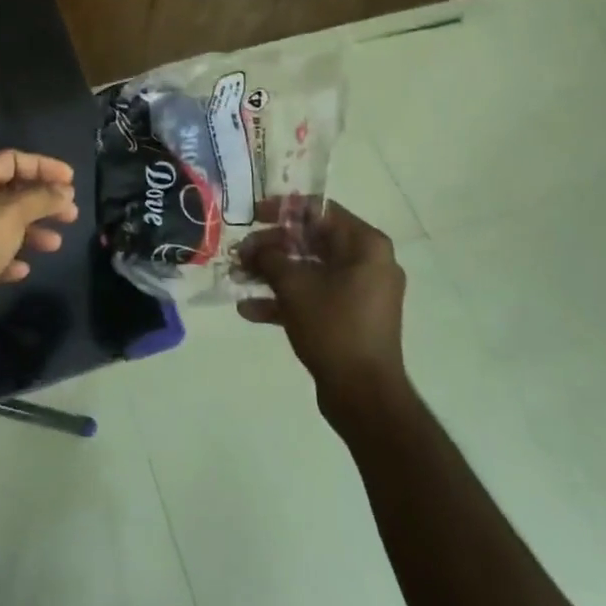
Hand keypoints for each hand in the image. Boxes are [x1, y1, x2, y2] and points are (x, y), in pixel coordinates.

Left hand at [0, 150, 79, 357]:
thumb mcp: (9, 216)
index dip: (43, 166)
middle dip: (43, 201)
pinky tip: (24, 270)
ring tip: (56, 244)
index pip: (11, 160)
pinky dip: (12, 257)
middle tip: (71, 214)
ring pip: (5, 225)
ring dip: (33, 231)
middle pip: (11, 192)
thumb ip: (39, 199)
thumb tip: (64, 191)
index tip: (72, 181)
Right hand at [236, 197, 408, 409]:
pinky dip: (285, 300)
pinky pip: (314, 297)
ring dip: (272, 274)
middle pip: (311, 241)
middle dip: (271, 248)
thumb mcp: (294, 286)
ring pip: (310, 271)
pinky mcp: (349, 318)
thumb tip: (253, 248)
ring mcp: (360, 293)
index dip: (283, 210)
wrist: (364, 394)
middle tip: (240, 254)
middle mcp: (367, 263)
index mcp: (365, 245)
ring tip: (237, 279)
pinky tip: (248, 310)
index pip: (320, 210)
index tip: (253, 215)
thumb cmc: (333, 327)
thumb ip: (270, 258)